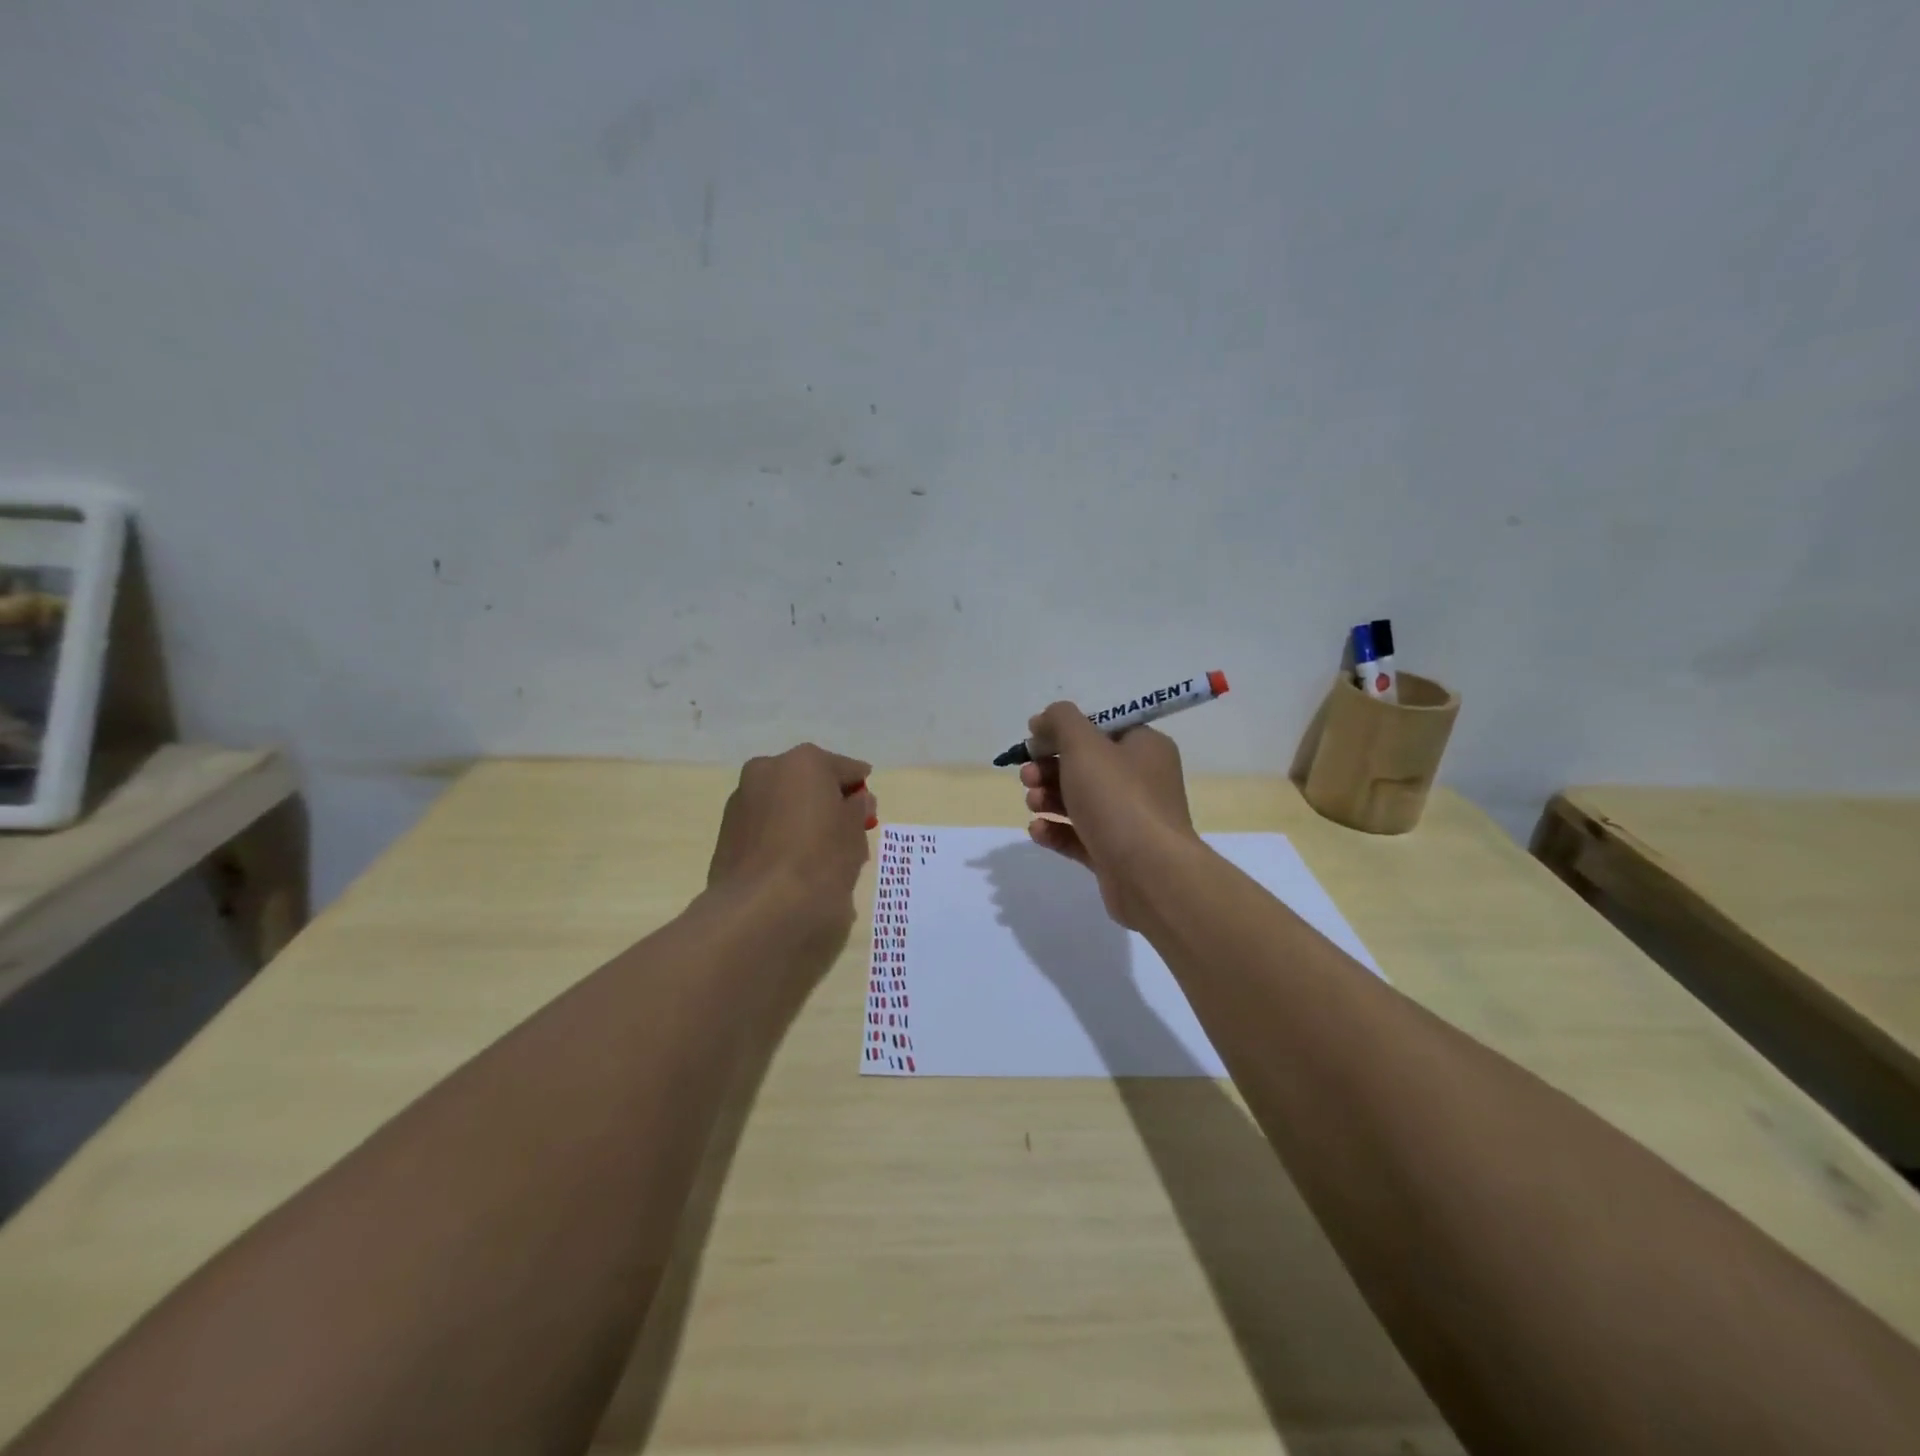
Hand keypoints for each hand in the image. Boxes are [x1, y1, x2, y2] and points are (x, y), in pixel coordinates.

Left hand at [707, 744, 876, 962]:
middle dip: (828, 803)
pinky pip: (765, 826)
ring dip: (802, 819)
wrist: (760, 908)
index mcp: (804, 762)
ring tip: (819, 856)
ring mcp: (742, 800)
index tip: (868, 812)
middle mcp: (768, 769)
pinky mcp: (727, 831)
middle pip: (810, 783)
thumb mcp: (854, 832)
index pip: (846, 769)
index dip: (860, 791)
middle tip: (846, 834)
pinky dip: (781, 836)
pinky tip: (793, 866)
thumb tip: (857, 800)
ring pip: (784, 804)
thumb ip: (858, 809)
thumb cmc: (820, 860)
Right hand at [1018, 703, 1201, 928]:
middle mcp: (1142, 781)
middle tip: (1028, 776)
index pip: (1102, 727)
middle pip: (1086, 765)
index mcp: (1145, 747)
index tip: (1034, 738)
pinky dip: (1056, 830)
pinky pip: (1079, 836)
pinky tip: (1037, 830)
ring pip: (1080, 801)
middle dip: (1049, 768)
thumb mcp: (1084, 745)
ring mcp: (1129, 820)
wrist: (1148, 873)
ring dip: (1049, 798)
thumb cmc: (1118, 798)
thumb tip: (1044, 719)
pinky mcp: (1115, 854)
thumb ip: (1061, 721)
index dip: (1065, 730)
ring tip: (1032, 803)